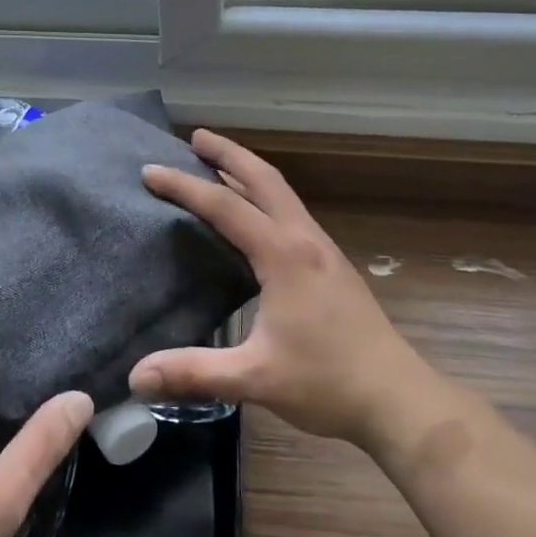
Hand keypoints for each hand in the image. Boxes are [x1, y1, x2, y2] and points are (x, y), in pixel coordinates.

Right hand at [130, 130, 428, 453]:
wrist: (398, 399)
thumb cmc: (328, 383)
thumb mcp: (255, 378)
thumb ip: (195, 372)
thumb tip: (137, 376)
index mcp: (284, 255)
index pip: (225, 207)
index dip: (184, 186)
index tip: (150, 172)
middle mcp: (304, 240)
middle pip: (263, 179)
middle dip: (228, 153)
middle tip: (194, 136)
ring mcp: (323, 250)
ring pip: (282, 193)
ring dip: (249, 172)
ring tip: (218, 165)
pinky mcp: (331, 266)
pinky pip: (290, 212)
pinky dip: (264, 196)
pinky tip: (255, 216)